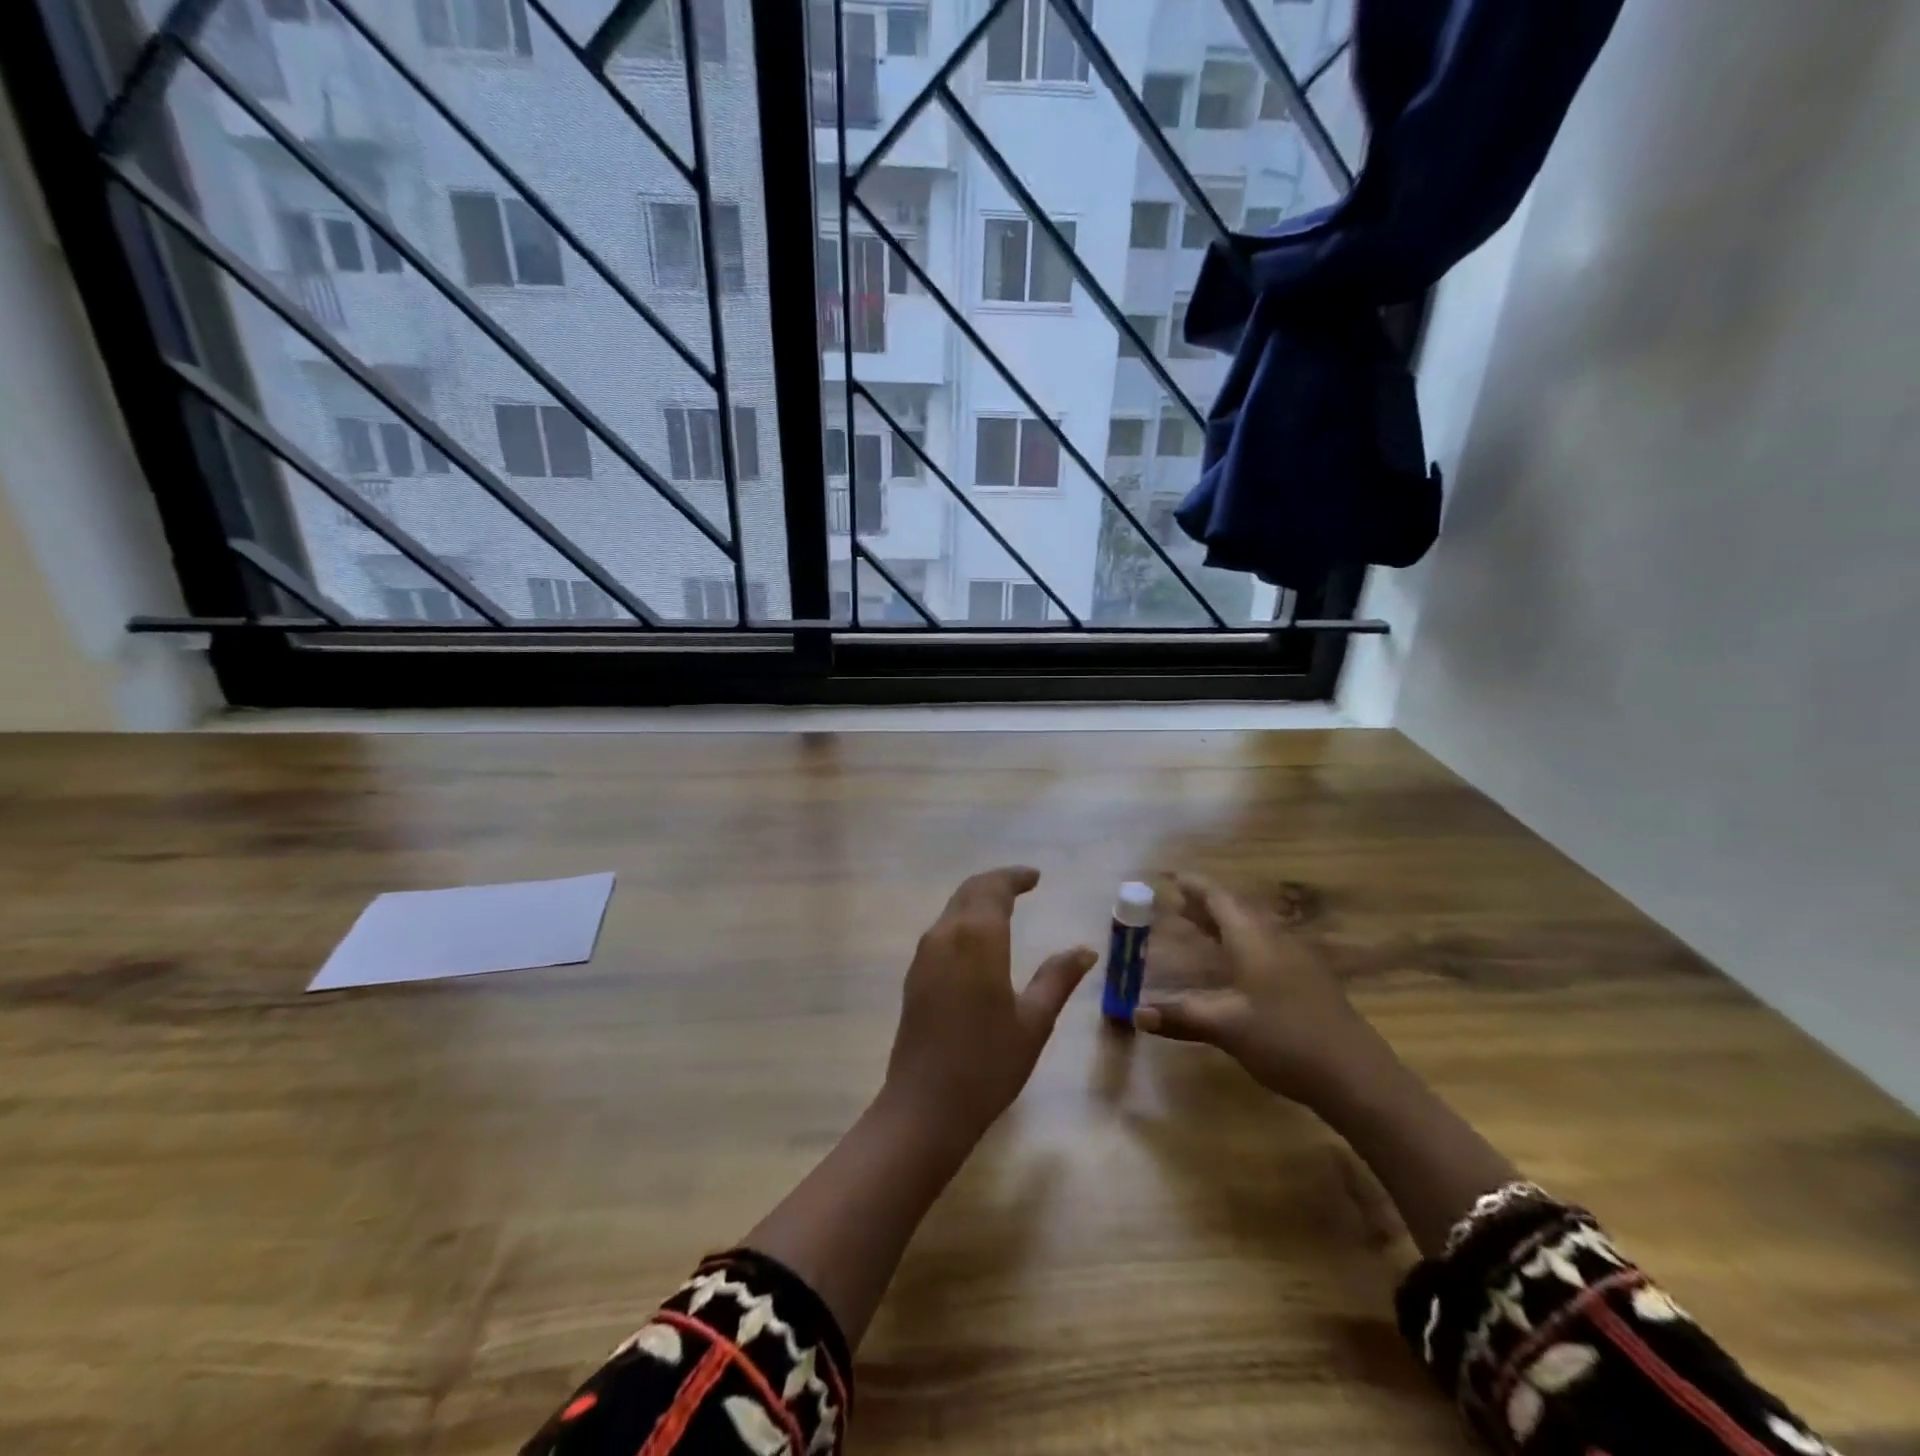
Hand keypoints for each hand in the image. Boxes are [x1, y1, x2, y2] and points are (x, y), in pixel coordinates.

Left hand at [882, 867, 1096, 1144]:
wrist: (926, 1105)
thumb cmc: (988, 1063)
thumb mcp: (1034, 1021)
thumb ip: (1058, 978)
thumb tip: (1085, 950)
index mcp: (977, 938)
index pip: (994, 889)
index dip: (1014, 877)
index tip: (1035, 877)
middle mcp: (945, 935)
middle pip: (969, 892)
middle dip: (995, 883)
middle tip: (1022, 885)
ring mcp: (924, 955)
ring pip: (952, 910)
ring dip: (977, 900)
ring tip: (1004, 908)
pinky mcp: (915, 976)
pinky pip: (941, 931)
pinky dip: (963, 921)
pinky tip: (978, 941)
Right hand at [1134, 873, 1387, 1109]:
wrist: (1357, 1077)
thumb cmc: (1285, 1040)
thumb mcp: (1226, 1028)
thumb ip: (1181, 1016)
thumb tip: (1135, 1013)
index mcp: (1254, 939)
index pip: (1219, 899)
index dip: (1196, 887)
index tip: (1173, 878)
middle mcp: (1275, 940)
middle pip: (1237, 911)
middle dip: (1207, 905)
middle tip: (1178, 903)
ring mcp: (1297, 960)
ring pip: (1254, 930)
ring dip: (1225, 925)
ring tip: (1200, 928)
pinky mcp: (1309, 982)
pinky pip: (1266, 947)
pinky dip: (1241, 945)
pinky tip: (1236, 966)